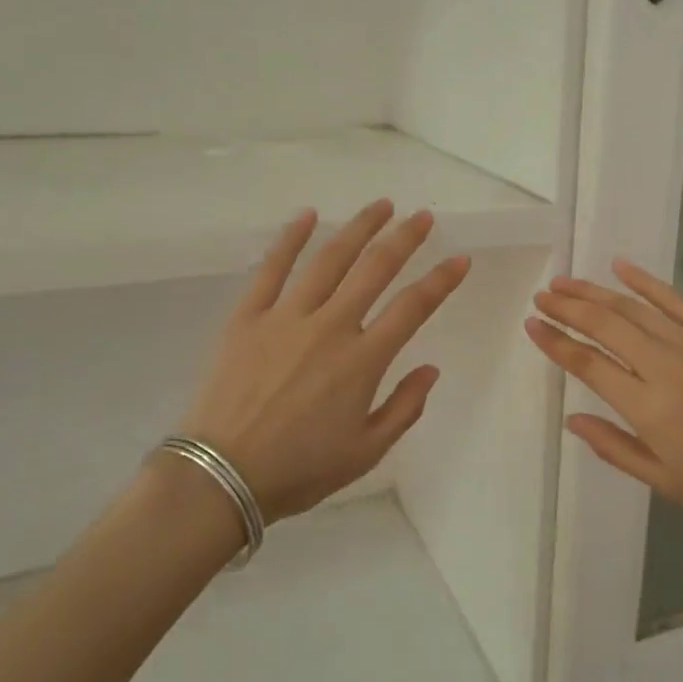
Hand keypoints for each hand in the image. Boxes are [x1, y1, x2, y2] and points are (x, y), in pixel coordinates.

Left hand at [179, 201, 469, 522]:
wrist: (221, 476)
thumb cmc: (300, 469)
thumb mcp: (366, 452)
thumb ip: (404, 408)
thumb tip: (431, 369)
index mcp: (362, 361)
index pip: (413, 308)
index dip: (441, 281)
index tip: (461, 260)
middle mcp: (330, 327)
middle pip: (375, 269)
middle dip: (405, 238)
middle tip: (423, 217)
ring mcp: (286, 317)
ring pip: (329, 259)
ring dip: (359, 228)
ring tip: (381, 206)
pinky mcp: (248, 317)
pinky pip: (272, 268)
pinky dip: (291, 238)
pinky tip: (308, 215)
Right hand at [525, 260, 682, 537]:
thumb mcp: (664, 480)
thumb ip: (613, 447)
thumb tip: (572, 419)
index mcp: (648, 407)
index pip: (588, 364)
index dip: (556, 342)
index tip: (533, 325)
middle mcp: (664, 366)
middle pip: (604, 326)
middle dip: (567, 308)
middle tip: (542, 297)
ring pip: (633, 308)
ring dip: (595, 292)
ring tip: (566, 282)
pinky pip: (675, 299)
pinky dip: (646, 282)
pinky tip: (620, 267)